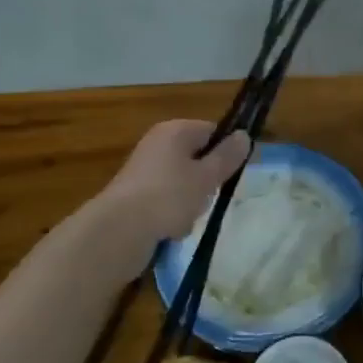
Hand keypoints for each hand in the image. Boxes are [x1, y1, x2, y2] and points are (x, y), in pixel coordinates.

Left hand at [97, 121, 251, 248]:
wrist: (118, 232)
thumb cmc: (168, 196)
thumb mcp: (207, 176)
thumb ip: (227, 156)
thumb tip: (244, 135)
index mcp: (174, 131)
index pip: (212, 131)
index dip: (228, 150)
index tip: (237, 172)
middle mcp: (157, 145)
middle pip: (198, 159)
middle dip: (208, 181)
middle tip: (211, 196)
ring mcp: (144, 172)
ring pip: (184, 184)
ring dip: (192, 202)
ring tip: (188, 217)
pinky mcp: (136, 197)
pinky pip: (167, 202)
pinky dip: (173, 215)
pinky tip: (172, 229)